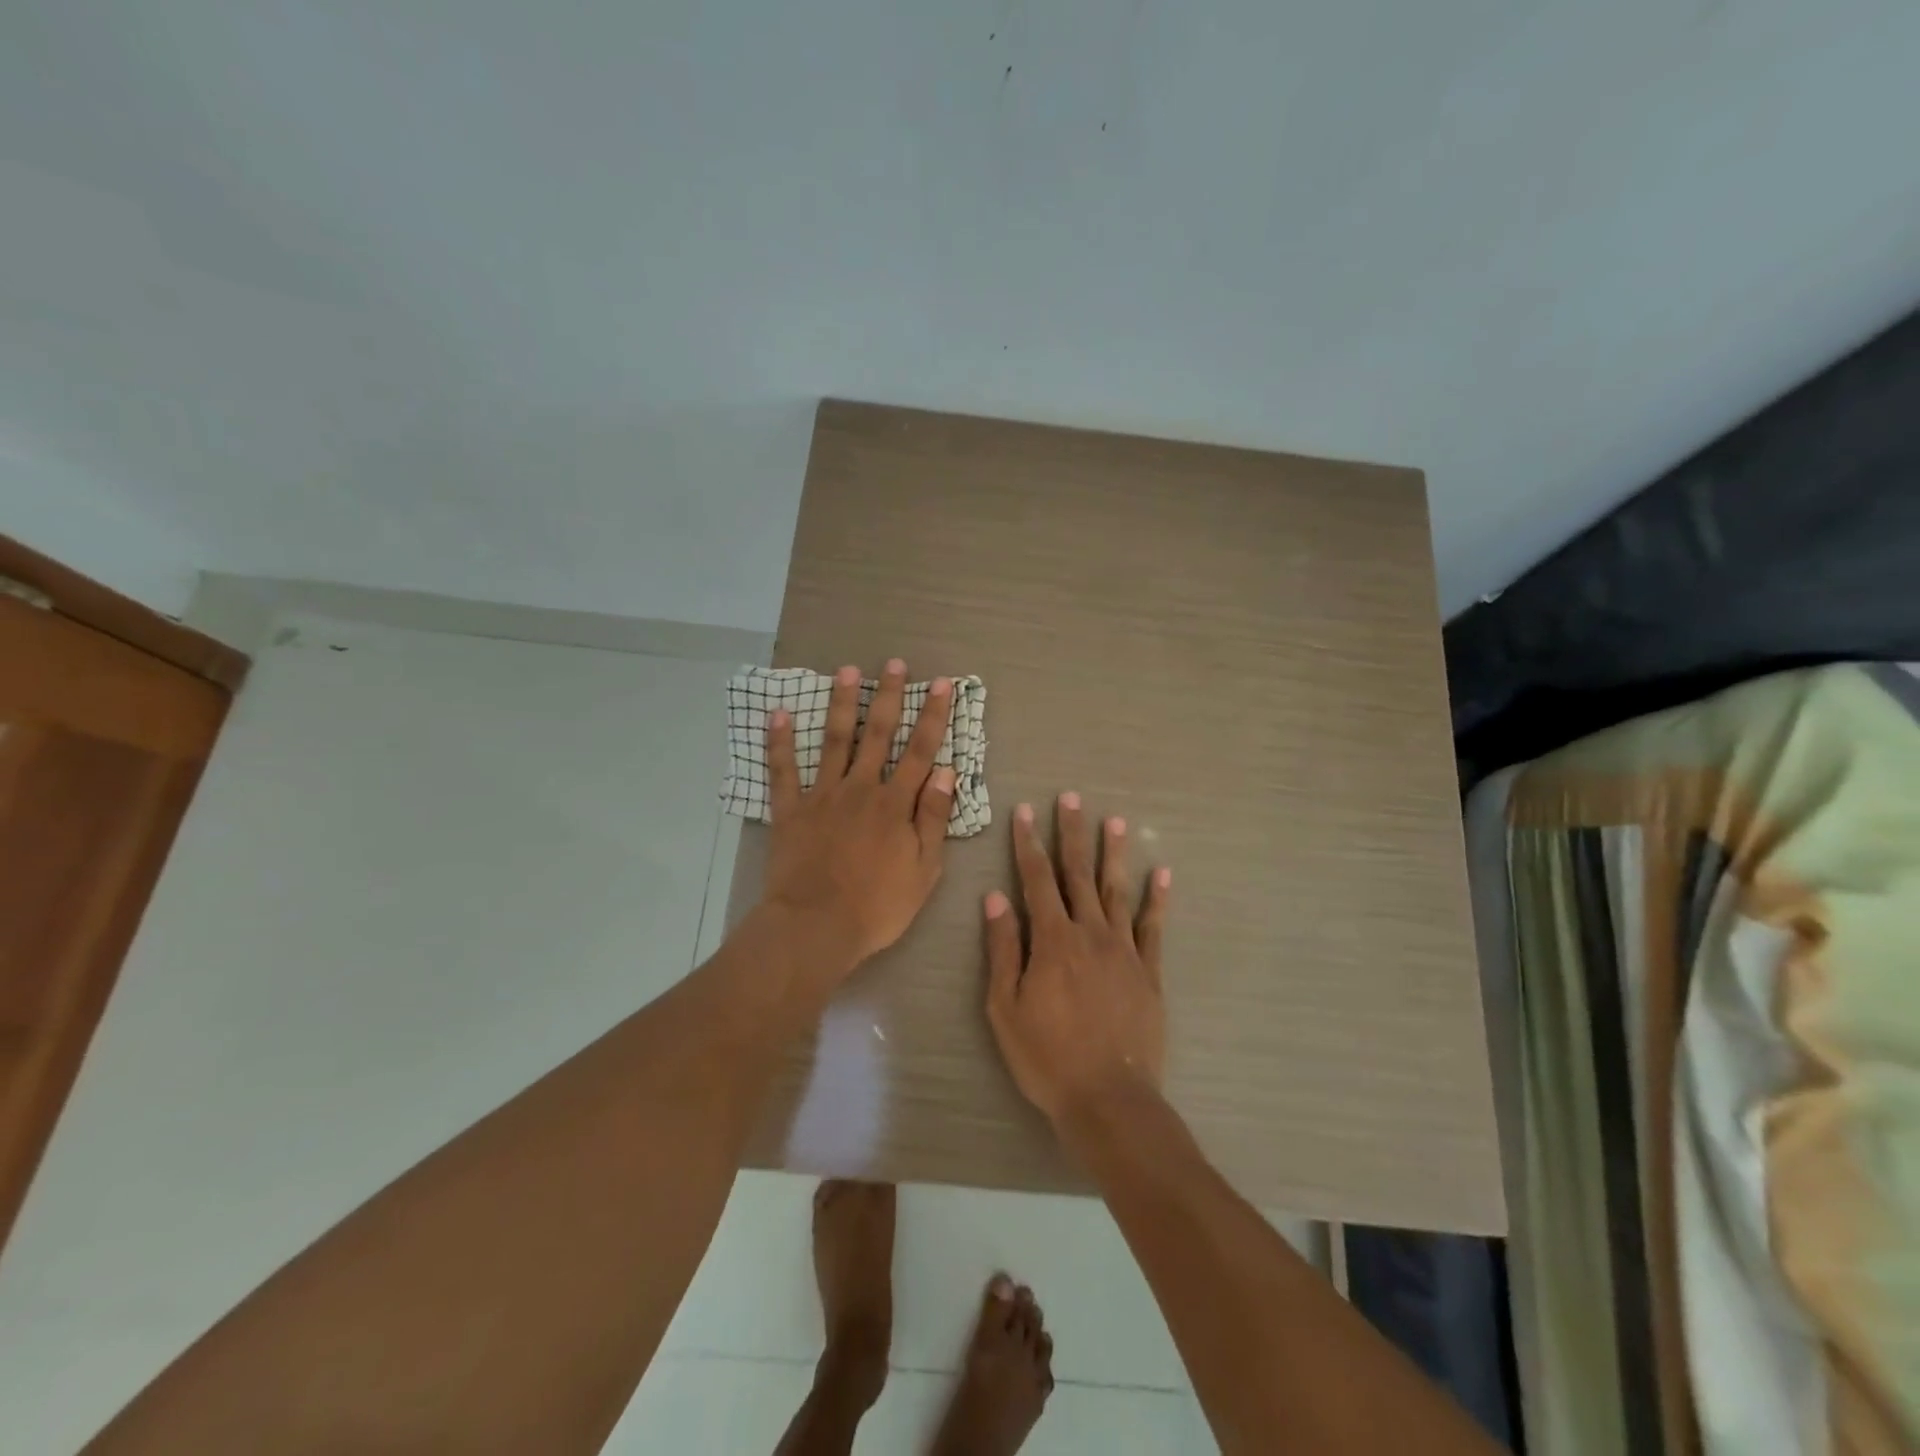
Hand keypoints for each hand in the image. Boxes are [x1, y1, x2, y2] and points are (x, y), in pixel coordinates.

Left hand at [763, 659, 956, 976]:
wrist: (816, 927)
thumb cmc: (878, 905)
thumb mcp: (924, 869)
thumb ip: (934, 817)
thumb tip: (948, 771)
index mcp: (896, 804)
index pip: (921, 751)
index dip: (934, 716)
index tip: (942, 684)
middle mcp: (861, 789)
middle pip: (877, 734)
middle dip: (889, 696)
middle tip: (894, 664)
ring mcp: (822, 796)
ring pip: (834, 741)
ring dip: (841, 704)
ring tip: (845, 671)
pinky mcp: (790, 811)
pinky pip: (783, 771)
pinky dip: (779, 743)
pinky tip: (777, 714)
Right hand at [984, 792, 1170, 1129]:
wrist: (1108, 1098)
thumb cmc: (1046, 1056)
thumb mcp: (1005, 1006)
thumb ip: (1003, 948)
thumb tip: (995, 897)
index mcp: (1052, 940)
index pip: (1036, 879)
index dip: (1029, 843)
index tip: (1025, 812)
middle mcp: (1090, 933)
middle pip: (1078, 874)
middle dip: (1072, 834)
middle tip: (1071, 798)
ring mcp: (1124, 950)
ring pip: (1117, 891)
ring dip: (1113, 854)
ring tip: (1114, 821)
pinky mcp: (1149, 971)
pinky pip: (1154, 927)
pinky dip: (1158, 898)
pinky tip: (1161, 873)